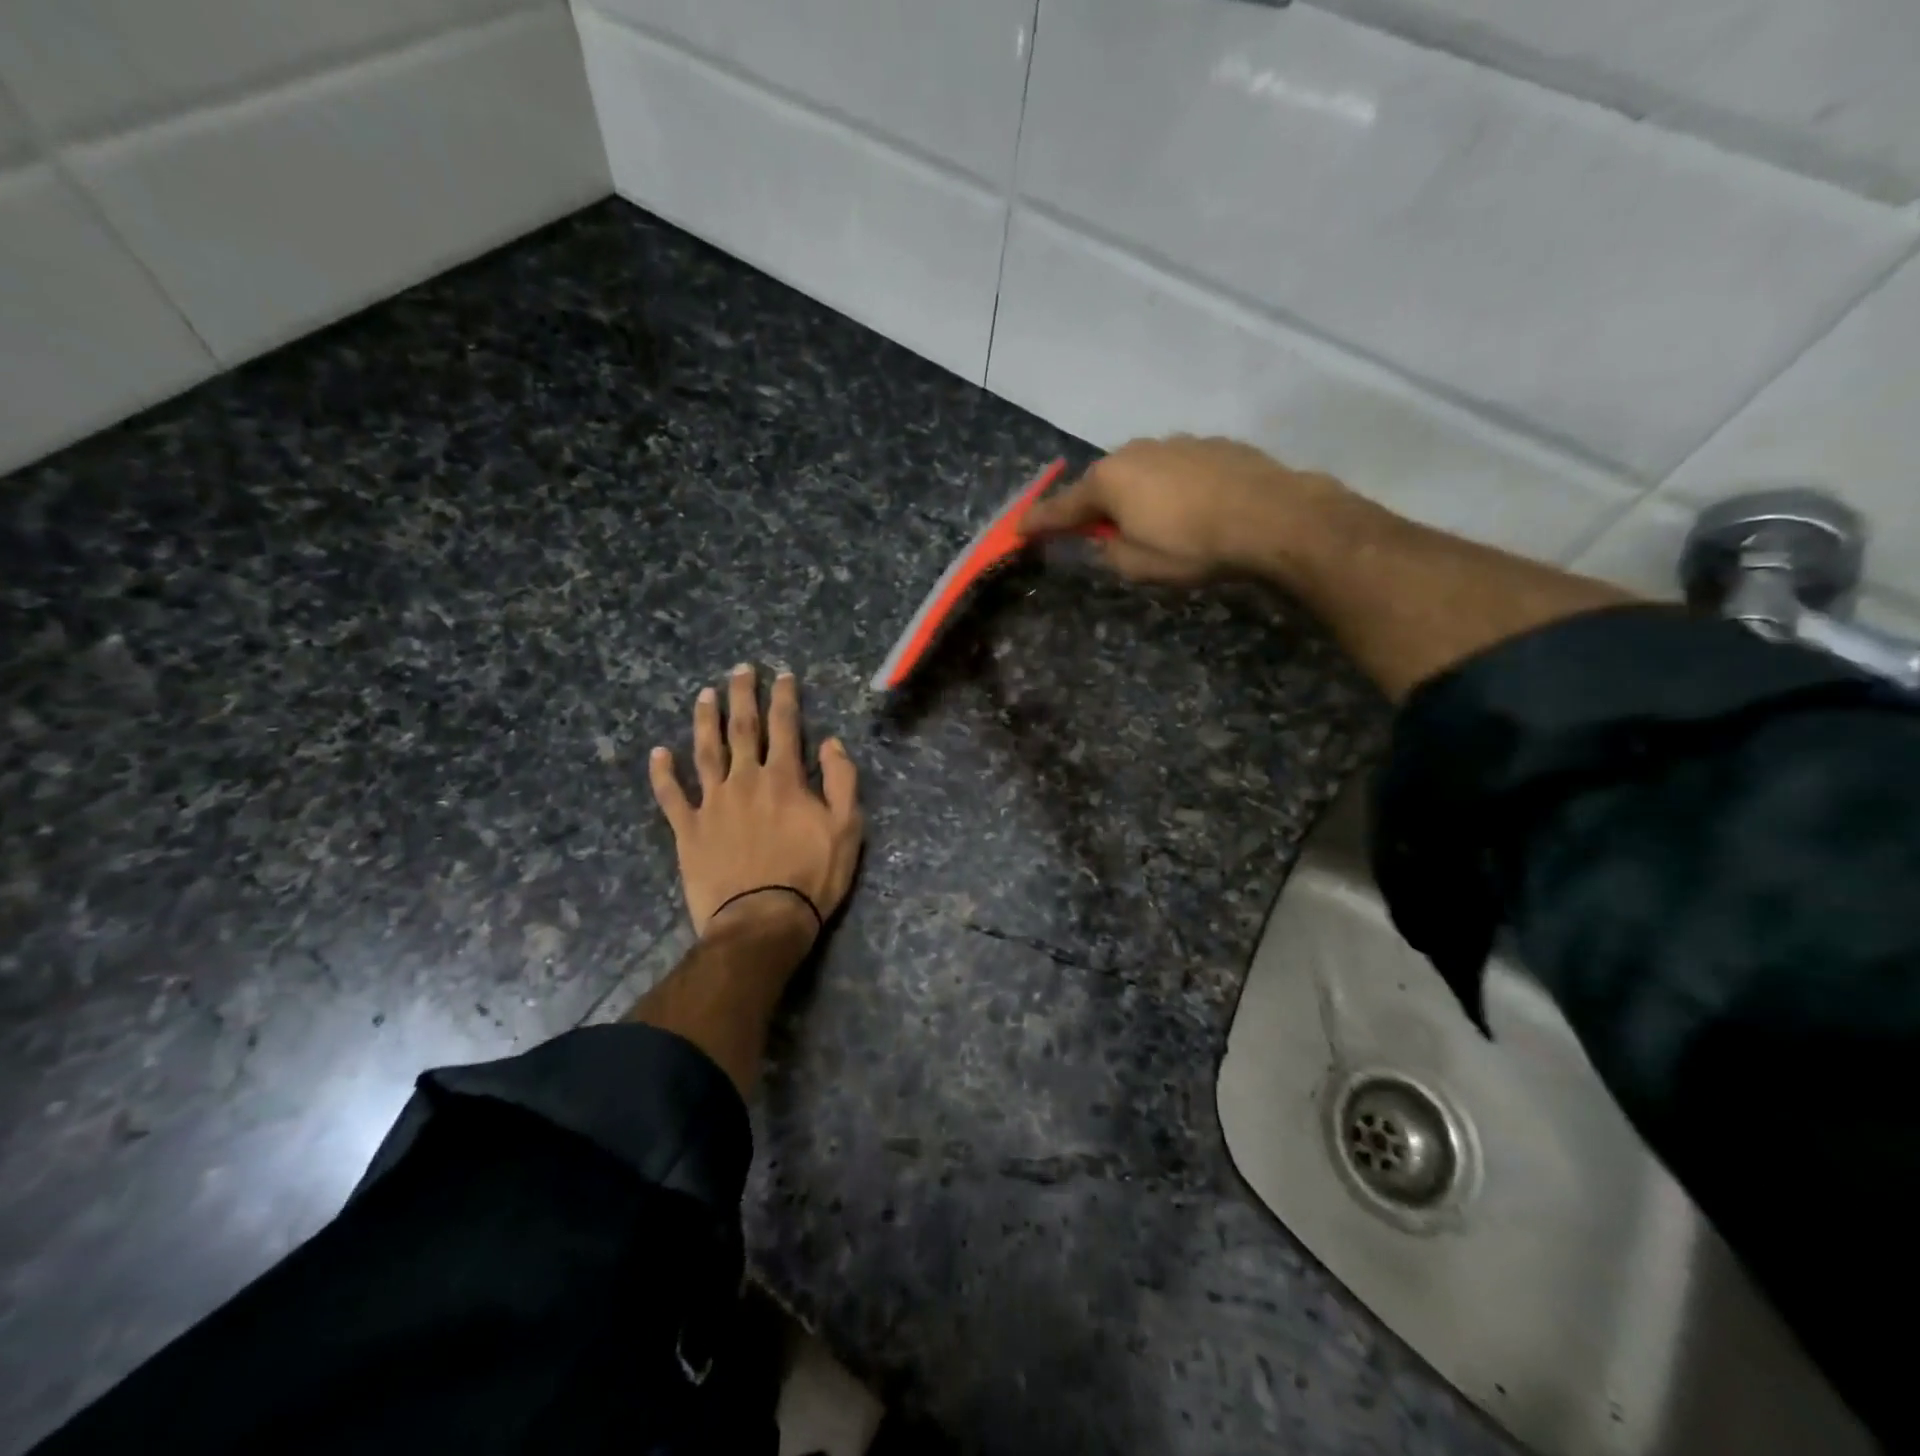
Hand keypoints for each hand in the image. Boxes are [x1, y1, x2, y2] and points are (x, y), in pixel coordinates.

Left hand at [649, 664, 863, 942]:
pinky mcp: (688, 829)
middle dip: (742, 696)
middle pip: (742, 729)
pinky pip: (671, 796)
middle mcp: (745, 781)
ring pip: (705, 752)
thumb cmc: (811, 876)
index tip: (782, 675)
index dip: (784, 698)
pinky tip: (657, 753)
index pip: (785, 727)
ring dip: (704, 721)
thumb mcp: (847, 828)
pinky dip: (663, 773)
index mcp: (784, 779)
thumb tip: (830, 743)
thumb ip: (841, 781)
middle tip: (740, 669)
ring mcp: (712, 804)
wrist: (762, 920)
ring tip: (703, 695)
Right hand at [1022, 435, 1352, 586]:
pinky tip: (1191, 509)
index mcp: (1109, 481)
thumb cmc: (1193, 546)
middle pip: (1101, 484)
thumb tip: (1105, 538)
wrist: (1272, 517)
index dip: (1038, 522)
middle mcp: (1135, 452)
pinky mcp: (1211, 445)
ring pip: (1140, 473)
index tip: (1018, 530)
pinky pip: (1175, 470)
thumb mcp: (1136, 565)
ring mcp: (1175, 443)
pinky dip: (1170, 488)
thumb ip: (1107, 551)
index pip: (1062, 507)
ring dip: (1136, 496)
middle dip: (1094, 507)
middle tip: (1096, 533)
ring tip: (1154, 524)